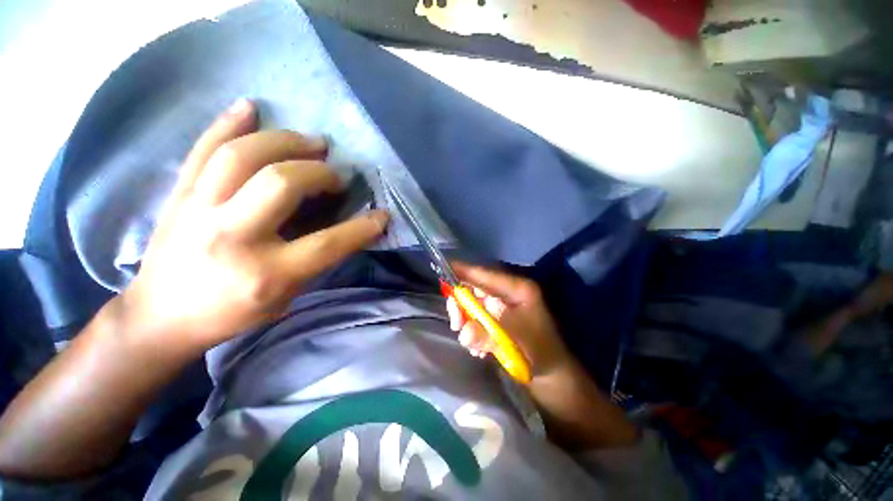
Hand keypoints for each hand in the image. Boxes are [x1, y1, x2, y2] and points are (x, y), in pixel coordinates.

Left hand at [121, 99, 388, 353]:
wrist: (161, 317)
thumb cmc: (232, 314)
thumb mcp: (285, 298)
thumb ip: (316, 262)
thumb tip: (346, 231)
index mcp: (266, 274)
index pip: (328, 243)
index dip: (362, 227)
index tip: (382, 215)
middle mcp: (232, 237)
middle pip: (282, 183)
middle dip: (320, 172)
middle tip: (336, 174)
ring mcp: (198, 210)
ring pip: (241, 156)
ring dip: (285, 141)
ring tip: (311, 141)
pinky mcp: (179, 195)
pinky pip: (203, 148)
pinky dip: (229, 123)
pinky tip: (251, 107)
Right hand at [446, 263, 571, 378]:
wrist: (550, 369)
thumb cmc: (539, 352)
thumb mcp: (515, 343)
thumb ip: (489, 336)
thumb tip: (463, 332)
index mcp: (517, 289)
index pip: (485, 275)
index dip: (464, 271)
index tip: (443, 269)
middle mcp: (507, 292)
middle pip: (474, 288)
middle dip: (461, 305)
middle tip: (456, 325)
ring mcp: (501, 303)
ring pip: (472, 303)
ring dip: (465, 321)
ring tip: (471, 344)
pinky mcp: (496, 315)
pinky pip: (475, 316)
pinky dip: (471, 330)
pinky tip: (477, 348)